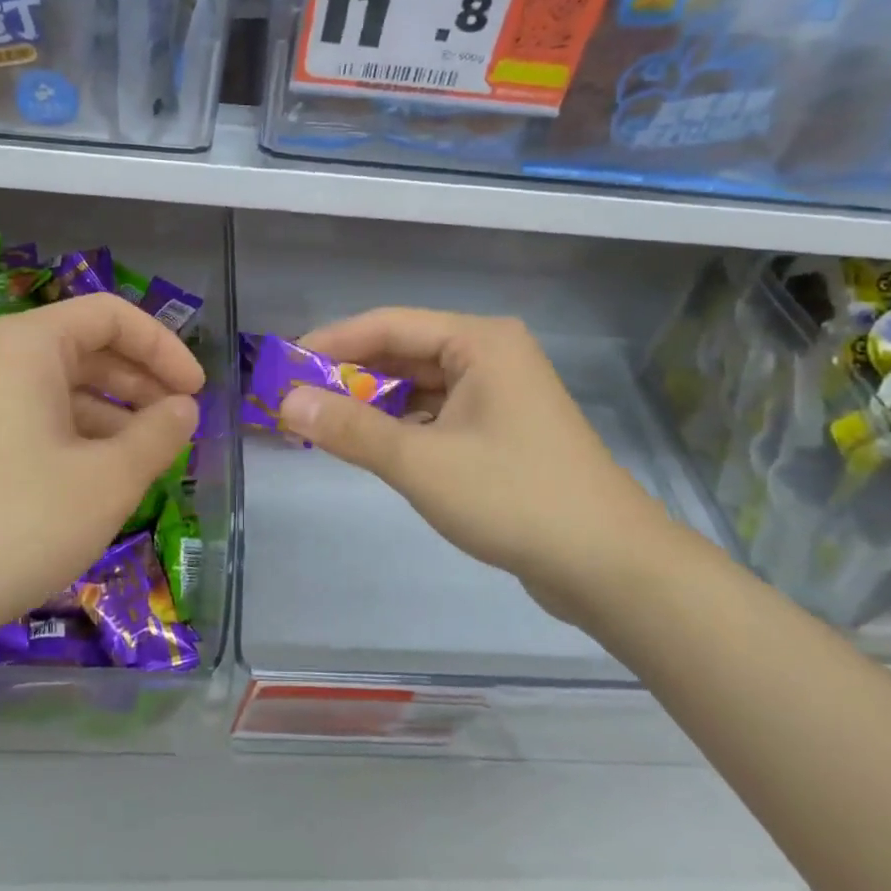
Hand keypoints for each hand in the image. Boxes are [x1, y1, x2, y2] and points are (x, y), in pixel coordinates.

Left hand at [0, 294, 201, 647]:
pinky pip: (32, 417)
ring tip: (148, 455)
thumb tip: (182, 408)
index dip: (163, 346)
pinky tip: (99, 475)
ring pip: (59, 387)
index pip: (110, 316)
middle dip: (141, 381)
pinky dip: (75, 434)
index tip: (195, 391)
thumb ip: (158, 434)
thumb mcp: (109, 479)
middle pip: (85, 348)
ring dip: (112, 412)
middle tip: (180, 422)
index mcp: (27, 346)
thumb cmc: (19, 522)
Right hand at [283, 308, 675, 622]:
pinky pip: (436, 414)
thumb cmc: (513, 498)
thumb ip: (350, 428)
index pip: (387, 325)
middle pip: (403, 352)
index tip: (281, 367)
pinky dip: (400, 426)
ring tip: (320, 424)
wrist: (609, 565)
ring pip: (418, 386)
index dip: (330, 343)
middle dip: (349, 377)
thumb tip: (285, 402)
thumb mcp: (420, 462)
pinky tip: (369, 445)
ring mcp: (499, 393)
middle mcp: (490, 355)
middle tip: (294, 401)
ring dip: (372, 403)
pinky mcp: (501, 430)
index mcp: (479, 341)